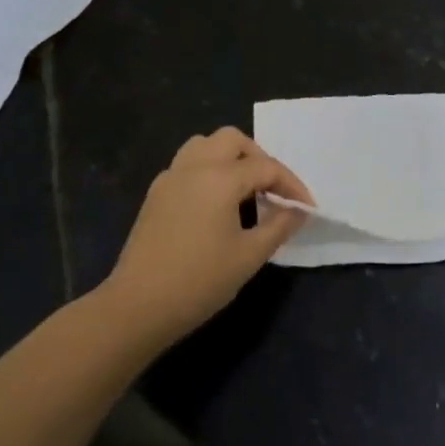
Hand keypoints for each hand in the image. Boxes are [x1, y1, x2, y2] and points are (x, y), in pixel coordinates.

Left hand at [101, 128, 313, 341]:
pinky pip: (187, 165)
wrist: (138, 306)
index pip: (266, 167)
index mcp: (220, 178)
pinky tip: (216, 203)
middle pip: (232, 140)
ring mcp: (170, 178)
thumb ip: (279, 226)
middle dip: (259, 158)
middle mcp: (193, 167)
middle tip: (273, 189)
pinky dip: (208, 170)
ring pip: (204, 145)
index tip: (306, 208)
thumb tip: (298, 210)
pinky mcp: (155, 194)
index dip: (291, 184)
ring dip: (230, 157)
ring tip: (245, 189)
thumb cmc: (200, 281)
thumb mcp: (249, 256)